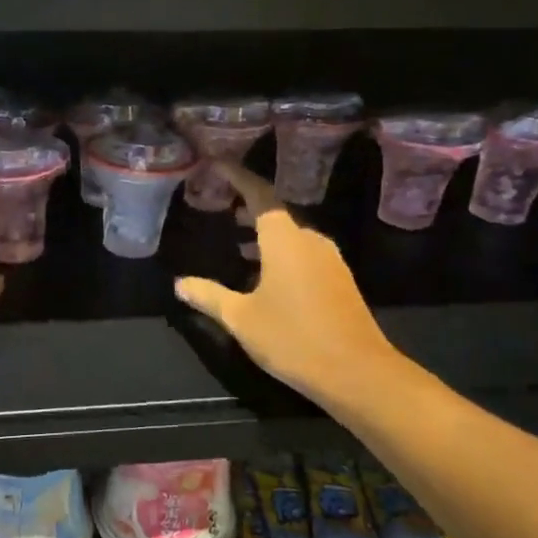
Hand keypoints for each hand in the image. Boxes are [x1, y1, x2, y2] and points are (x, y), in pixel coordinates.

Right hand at [173, 161, 399, 406]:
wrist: (356, 373)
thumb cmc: (293, 339)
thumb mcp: (241, 318)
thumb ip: (209, 296)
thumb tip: (180, 283)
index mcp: (285, 240)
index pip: (260, 195)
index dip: (238, 176)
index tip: (218, 164)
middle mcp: (310, 241)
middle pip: (277, 212)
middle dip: (248, 203)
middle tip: (221, 201)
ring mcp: (329, 261)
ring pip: (291, 233)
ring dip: (263, 230)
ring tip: (235, 234)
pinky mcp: (337, 280)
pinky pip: (302, 251)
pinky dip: (278, 249)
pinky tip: (262, 270)